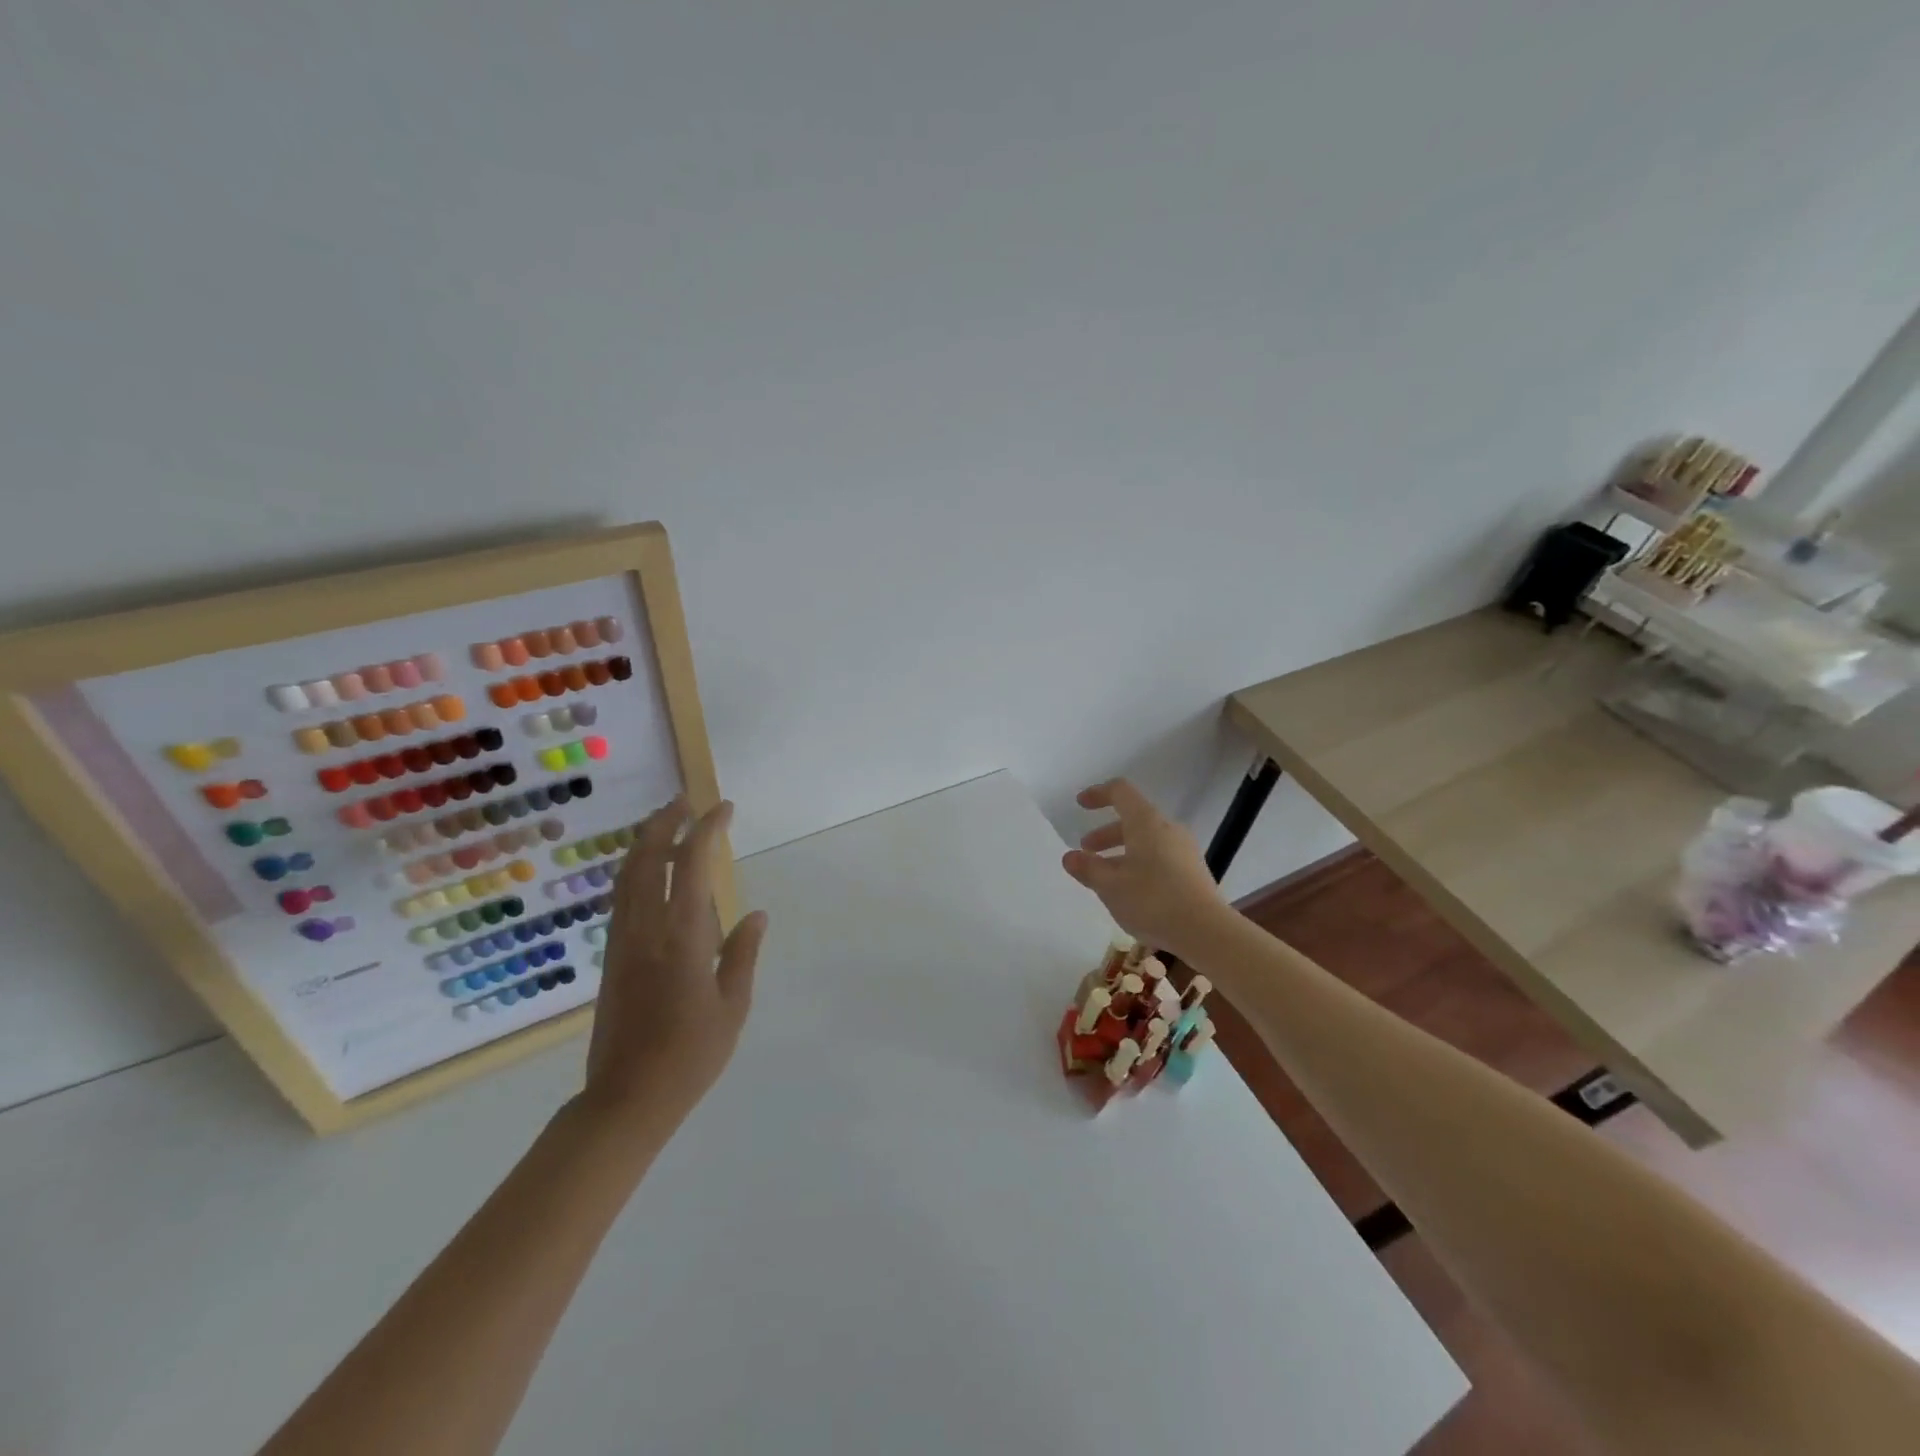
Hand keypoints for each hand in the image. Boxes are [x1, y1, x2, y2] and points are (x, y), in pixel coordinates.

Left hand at [576, 796, 767, 1138]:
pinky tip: (653, 873)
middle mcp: (645, 927)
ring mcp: (622, 940)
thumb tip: (755, 913)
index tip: (724, 808)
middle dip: (665, 822)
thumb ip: (743, 953)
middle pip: (647, 857)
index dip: (708, 828)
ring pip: (628, 875)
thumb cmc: (690, 1054)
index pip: (693, 863)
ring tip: (669, 825)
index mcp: (682, 935)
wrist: (626, 1098)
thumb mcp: (732, 1005)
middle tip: (685, 801)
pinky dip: (637, 870)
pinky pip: (622, 896)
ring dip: (646, 842)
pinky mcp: (612, 955)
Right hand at [1061, 778, 1226, 957]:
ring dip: (1122, 851)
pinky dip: (1139, 863)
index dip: (1098, 794)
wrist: (1206, 931)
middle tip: (1086, 850)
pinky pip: (1160, 857)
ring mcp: (1184, 850)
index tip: (1080, 804)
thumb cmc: (1152, 900)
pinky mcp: (1193, 871)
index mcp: (1146, 822)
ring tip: (1105, 876)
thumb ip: (1087, 868)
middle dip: (1106, 833)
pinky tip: (1130, 890)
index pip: (1120, 792)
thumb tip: (1070, 857)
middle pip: (1133, 819)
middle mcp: (1168, 829)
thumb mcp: (1110, 886)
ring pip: (1146, 840)